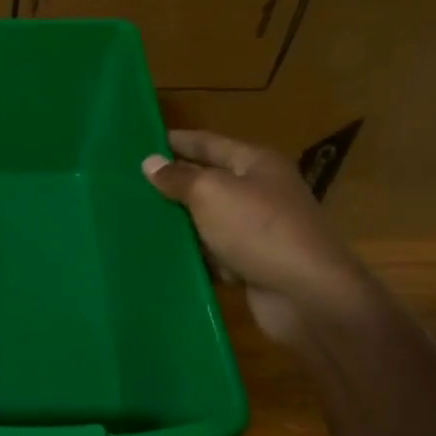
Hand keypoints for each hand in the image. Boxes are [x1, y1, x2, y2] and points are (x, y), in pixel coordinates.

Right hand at [143, 130, 369, 345]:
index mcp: (256, 164)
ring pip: (208, 220)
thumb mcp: (212, 193)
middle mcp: (260, 192)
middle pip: (208, 181)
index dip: (178, 141)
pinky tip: (162, 257)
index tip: (144, 141)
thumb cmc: (258, 229)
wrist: (306, 294)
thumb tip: (150, 163)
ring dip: (179, 223)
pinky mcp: (252, 264)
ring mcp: (257, 230)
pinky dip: (193, 256)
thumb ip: (179, 178)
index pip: (209, 144)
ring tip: (135, 220)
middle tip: (129, 184)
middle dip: (173, 184)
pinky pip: (214, 254)